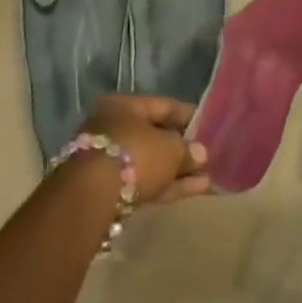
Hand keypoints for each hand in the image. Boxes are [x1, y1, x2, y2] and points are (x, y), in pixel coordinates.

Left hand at [78, 94, 209, 204]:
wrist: (92, 196)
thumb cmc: (135, 155)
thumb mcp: (170, 149)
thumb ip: (187, 150)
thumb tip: (200, 153)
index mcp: (124, 106)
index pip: (162, 105)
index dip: (188, 115)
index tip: (209, 125)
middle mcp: (113, 127)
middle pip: (154, 135)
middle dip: (180, 147)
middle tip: (206, 156)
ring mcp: (108, 158)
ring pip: (150, 161)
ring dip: (176, 169)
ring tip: (206, 178)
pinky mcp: (108, 187)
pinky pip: (144, 180)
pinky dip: (167, 184)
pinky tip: (194, 190)